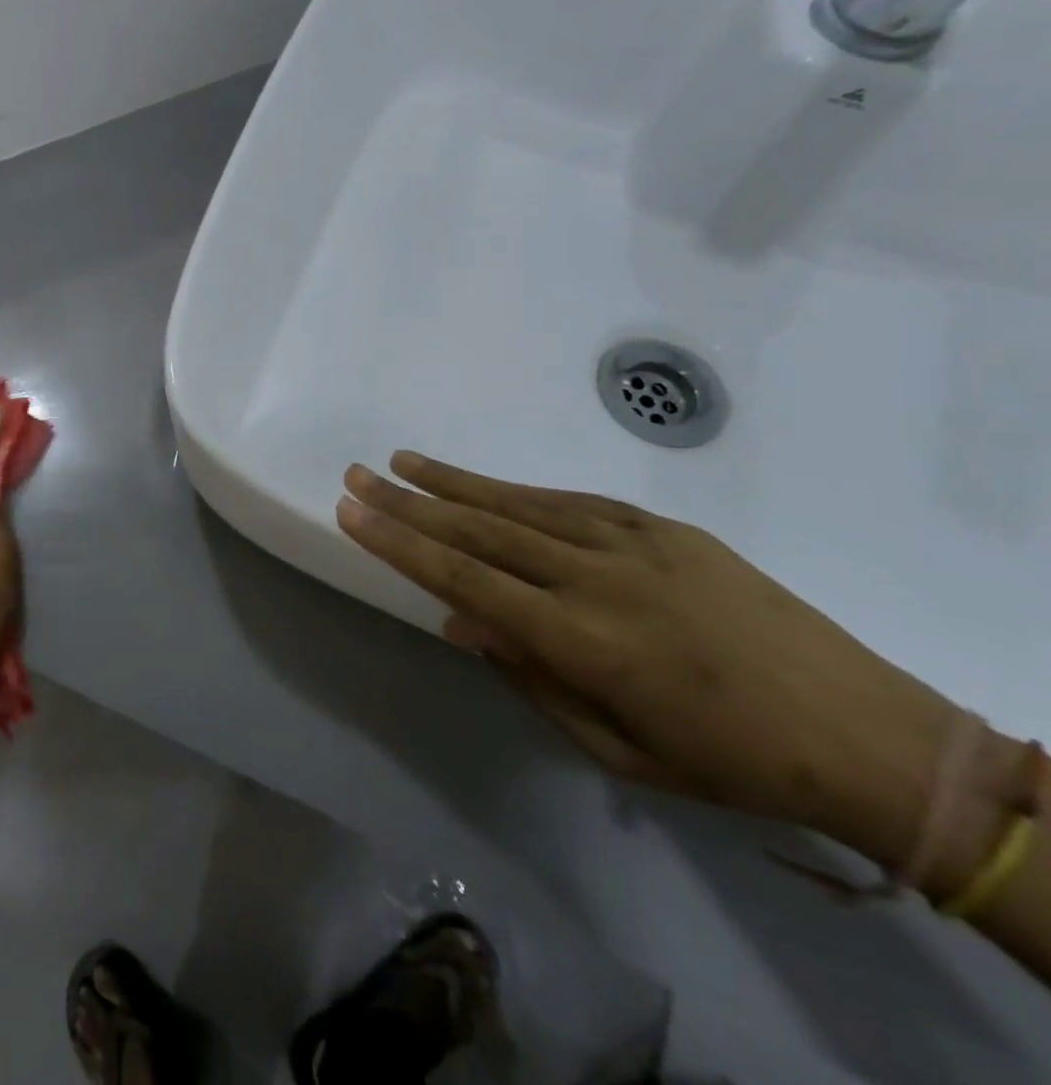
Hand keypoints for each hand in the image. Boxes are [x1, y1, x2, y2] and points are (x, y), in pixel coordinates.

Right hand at [335, 452, 995, 874]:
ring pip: (519, 503)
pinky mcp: (664, 529)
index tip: (352, 512)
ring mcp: (633, 544)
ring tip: (401, 462)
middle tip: (356, 475)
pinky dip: (515, 490)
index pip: (462, 577)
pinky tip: (481, 483)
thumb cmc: (726, 761)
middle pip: (479, 528)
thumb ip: (531, 677)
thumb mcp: (615, 749)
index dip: (399, 542)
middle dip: (408, 501)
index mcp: (581, 640)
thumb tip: (463, 620)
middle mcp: (596, 578)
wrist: (870, 735)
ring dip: (452, 482)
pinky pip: (571, 501)